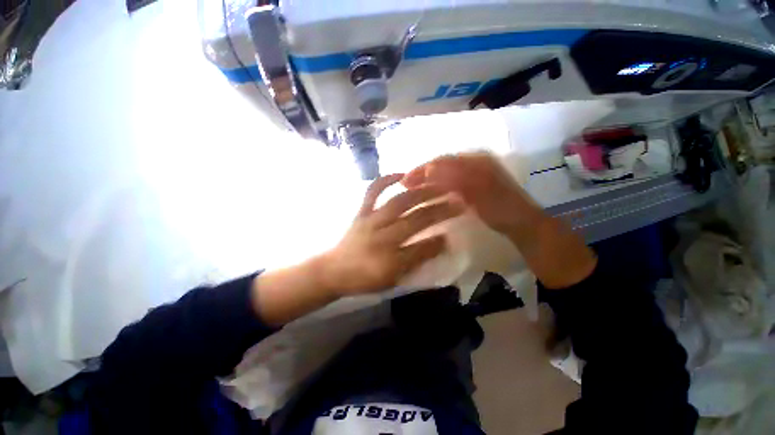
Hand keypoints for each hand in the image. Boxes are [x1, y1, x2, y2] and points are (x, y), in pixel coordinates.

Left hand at [252, 174, 462, 325]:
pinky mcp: (361, 212)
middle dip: (440, 211)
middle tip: (458, 201)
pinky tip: (401, 174)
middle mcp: (382, 236)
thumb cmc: (364, 278)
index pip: (422, 247)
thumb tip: (439, 243)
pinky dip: (386, 180)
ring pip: (399, 202)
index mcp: (390, 259)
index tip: (455, 231)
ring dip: (421, 193)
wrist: (333, 270)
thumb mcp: (392, 279)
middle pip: (415, 220)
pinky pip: (372, 192)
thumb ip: (416, 262)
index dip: (440, 240)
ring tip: (439, 185)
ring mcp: (371, 220)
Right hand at [402, 153, 542, 234]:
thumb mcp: (479, 192)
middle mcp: (473, 161)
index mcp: (476, 159)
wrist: (521, 223)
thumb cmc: (501, 208)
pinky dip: (437, 185)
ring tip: (413, 188)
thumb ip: (456, 178)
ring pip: (444, 172)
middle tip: (405, 184)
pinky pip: (450, 181)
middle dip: (422, 173)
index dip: (422, 169)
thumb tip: (429, 168)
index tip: (405, 180)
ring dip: (428, 179)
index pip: (442, 160)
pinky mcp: (472, 183)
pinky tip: (429, 192)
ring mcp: (473, 172)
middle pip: (442, 164)